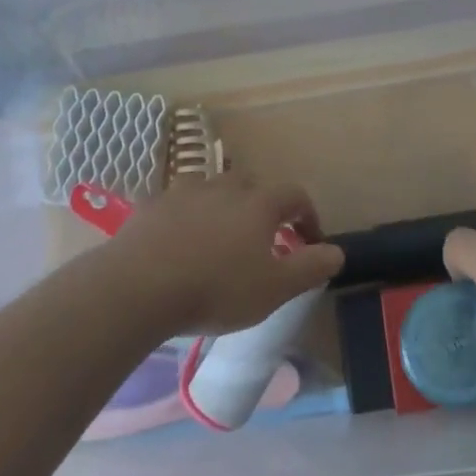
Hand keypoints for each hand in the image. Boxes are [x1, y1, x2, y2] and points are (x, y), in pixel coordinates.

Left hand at [108, 175, 343, 336]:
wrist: (138, 287)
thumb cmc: (216, 288)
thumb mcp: (274, 289)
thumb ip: (310, 268)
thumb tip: (337, 252)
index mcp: (259, 203)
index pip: (295, 195)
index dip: (308, 216)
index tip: (310, 242)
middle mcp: (225, 186)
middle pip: (253, 187)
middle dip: (264, 209)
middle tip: (263, 241)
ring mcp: (186, 191)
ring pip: (214, 191)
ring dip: (224, 209)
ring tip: (220, 240)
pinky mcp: (153, 204)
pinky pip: (179, 205)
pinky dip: (188, 218)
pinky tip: (180, 244)